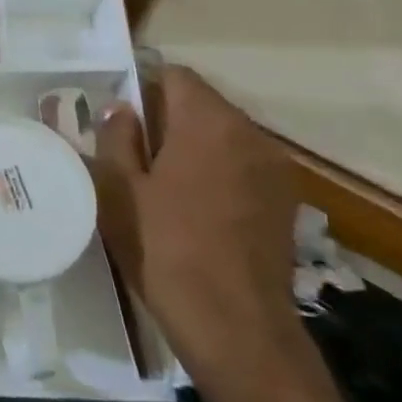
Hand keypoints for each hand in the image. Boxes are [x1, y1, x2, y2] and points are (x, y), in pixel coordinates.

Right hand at [91, 65, 302, 390]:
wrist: (234, 326)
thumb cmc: (164, 248)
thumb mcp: (119, 190)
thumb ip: (117, 138)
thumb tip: (122, 109)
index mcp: (209, 123)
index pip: (175, 75)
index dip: (142, 87)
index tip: (118, 117)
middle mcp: (251, 134)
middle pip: (202, 104)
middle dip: (166, 119)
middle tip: (130, 153)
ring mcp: (276, 169)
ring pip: (223, 136)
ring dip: (193, 146)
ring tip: (161, 184)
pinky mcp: (285, 202)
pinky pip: (242, 166)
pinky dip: (217, 172)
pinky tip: (194, 208)